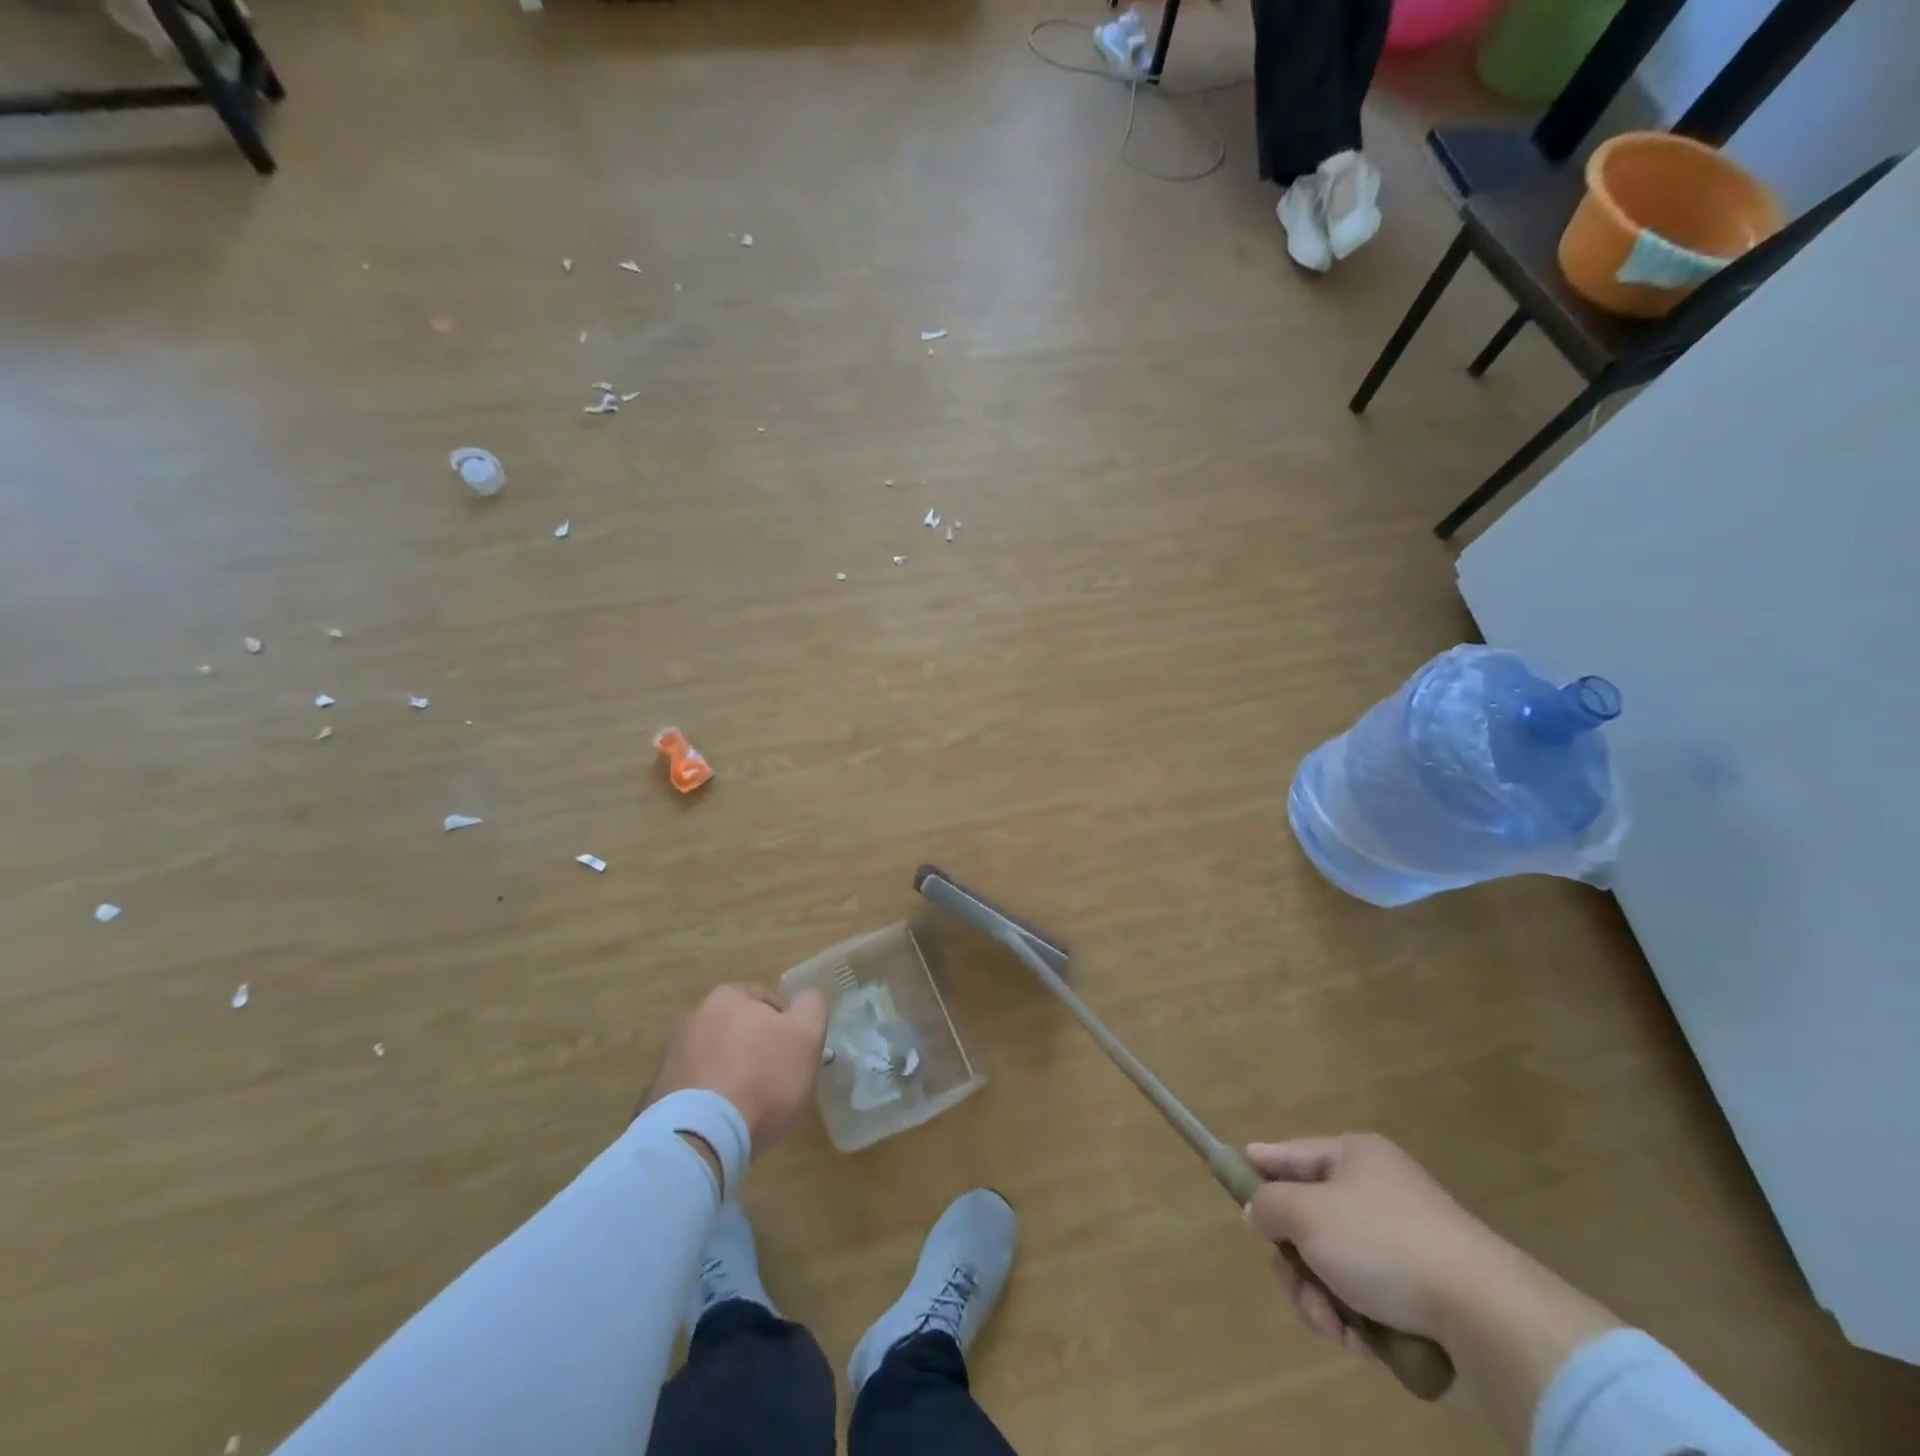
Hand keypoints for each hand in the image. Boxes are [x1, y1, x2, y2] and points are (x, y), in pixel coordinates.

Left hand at [647, 984, 828, 1153]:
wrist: (701, 1136)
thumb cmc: (762, 1076)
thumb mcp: (807, 1034)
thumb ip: (812, 1006)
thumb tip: (806, 999)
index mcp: (728, 996)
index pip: (769, 1000)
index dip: (789, 1025)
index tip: (797, 1053)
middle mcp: (694, 1018)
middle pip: (741, 1028)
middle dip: (759, 1048)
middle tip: (778, 1078)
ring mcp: (672, 1056)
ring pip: (719, 1058)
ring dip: (735, 1073)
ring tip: (752, 1105)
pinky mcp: (660, 1094)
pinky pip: (699, 1089)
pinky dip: (714, 1098)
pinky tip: (727, 1120)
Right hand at [1244, 1133, 1501, 1351]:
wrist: (1484, 1316)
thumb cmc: (1383, 1243)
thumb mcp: (1307, 1213)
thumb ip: (1269, 1205)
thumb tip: (1260, 1210)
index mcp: (1355, 1157)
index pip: (1294, 1152)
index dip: (1262, 1162)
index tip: (1233, 1171)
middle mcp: (1378, 1194)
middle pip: (1310, 1220)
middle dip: (1294, 1260)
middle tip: (1293, 1282)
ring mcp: (1403, 1246)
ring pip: (1334, 1268)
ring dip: (1321, 1299)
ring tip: (1332, 1325)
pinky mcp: (1423, 1297)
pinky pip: (1367, 1302)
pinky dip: (1356, 1323)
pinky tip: (1361, 1343)